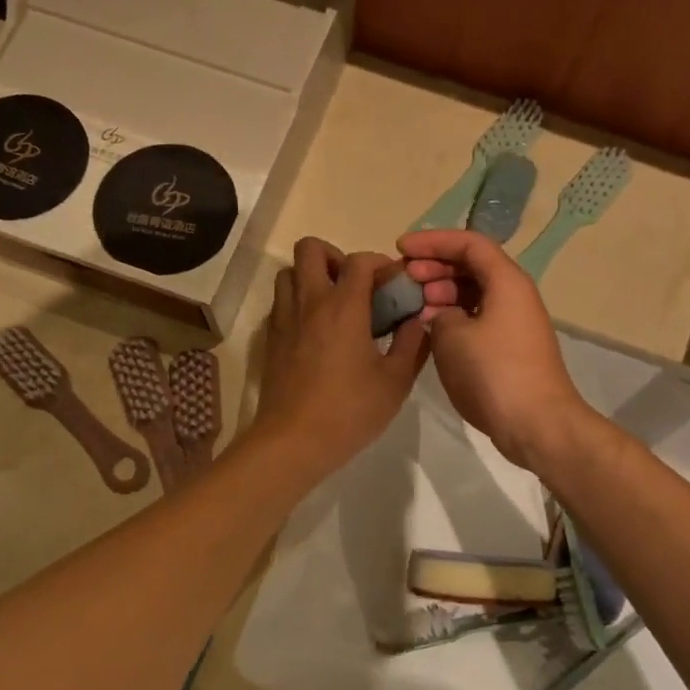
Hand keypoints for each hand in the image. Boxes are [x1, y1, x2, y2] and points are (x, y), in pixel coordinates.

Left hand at [250, 238, 429, 482]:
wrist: (293, 441)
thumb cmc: (350, 411)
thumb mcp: (395, 381)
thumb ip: (412, 344)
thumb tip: (419, 321)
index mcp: (343, 306)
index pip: (360, 260)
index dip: (380, 263)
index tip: (393, 284)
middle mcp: (310, 302)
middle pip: (310, 249)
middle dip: (335, 256)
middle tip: (354, 285)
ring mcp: (284, 318)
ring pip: (289, 272)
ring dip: (311, 277)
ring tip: (333, 305)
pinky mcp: (271, 339)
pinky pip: (280, 302)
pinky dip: (297, 302)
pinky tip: (315, 331)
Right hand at [399, 230, 592, 469]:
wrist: (537, 424)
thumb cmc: (494, 372)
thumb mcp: (452, 335)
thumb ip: (439, 313)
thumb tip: (441, 315)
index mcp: (506, 281)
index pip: (468, 244)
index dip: (432, 241)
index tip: (400, 248)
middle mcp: (514, 295)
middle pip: (472, 266)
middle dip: (435, 266)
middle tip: (404, 278)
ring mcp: (514, 323)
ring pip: (473, 293)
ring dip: (442, 293)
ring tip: (413, 305)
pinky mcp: (509, 349)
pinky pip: (477, 318)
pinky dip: (453, 317)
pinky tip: (430, 329)